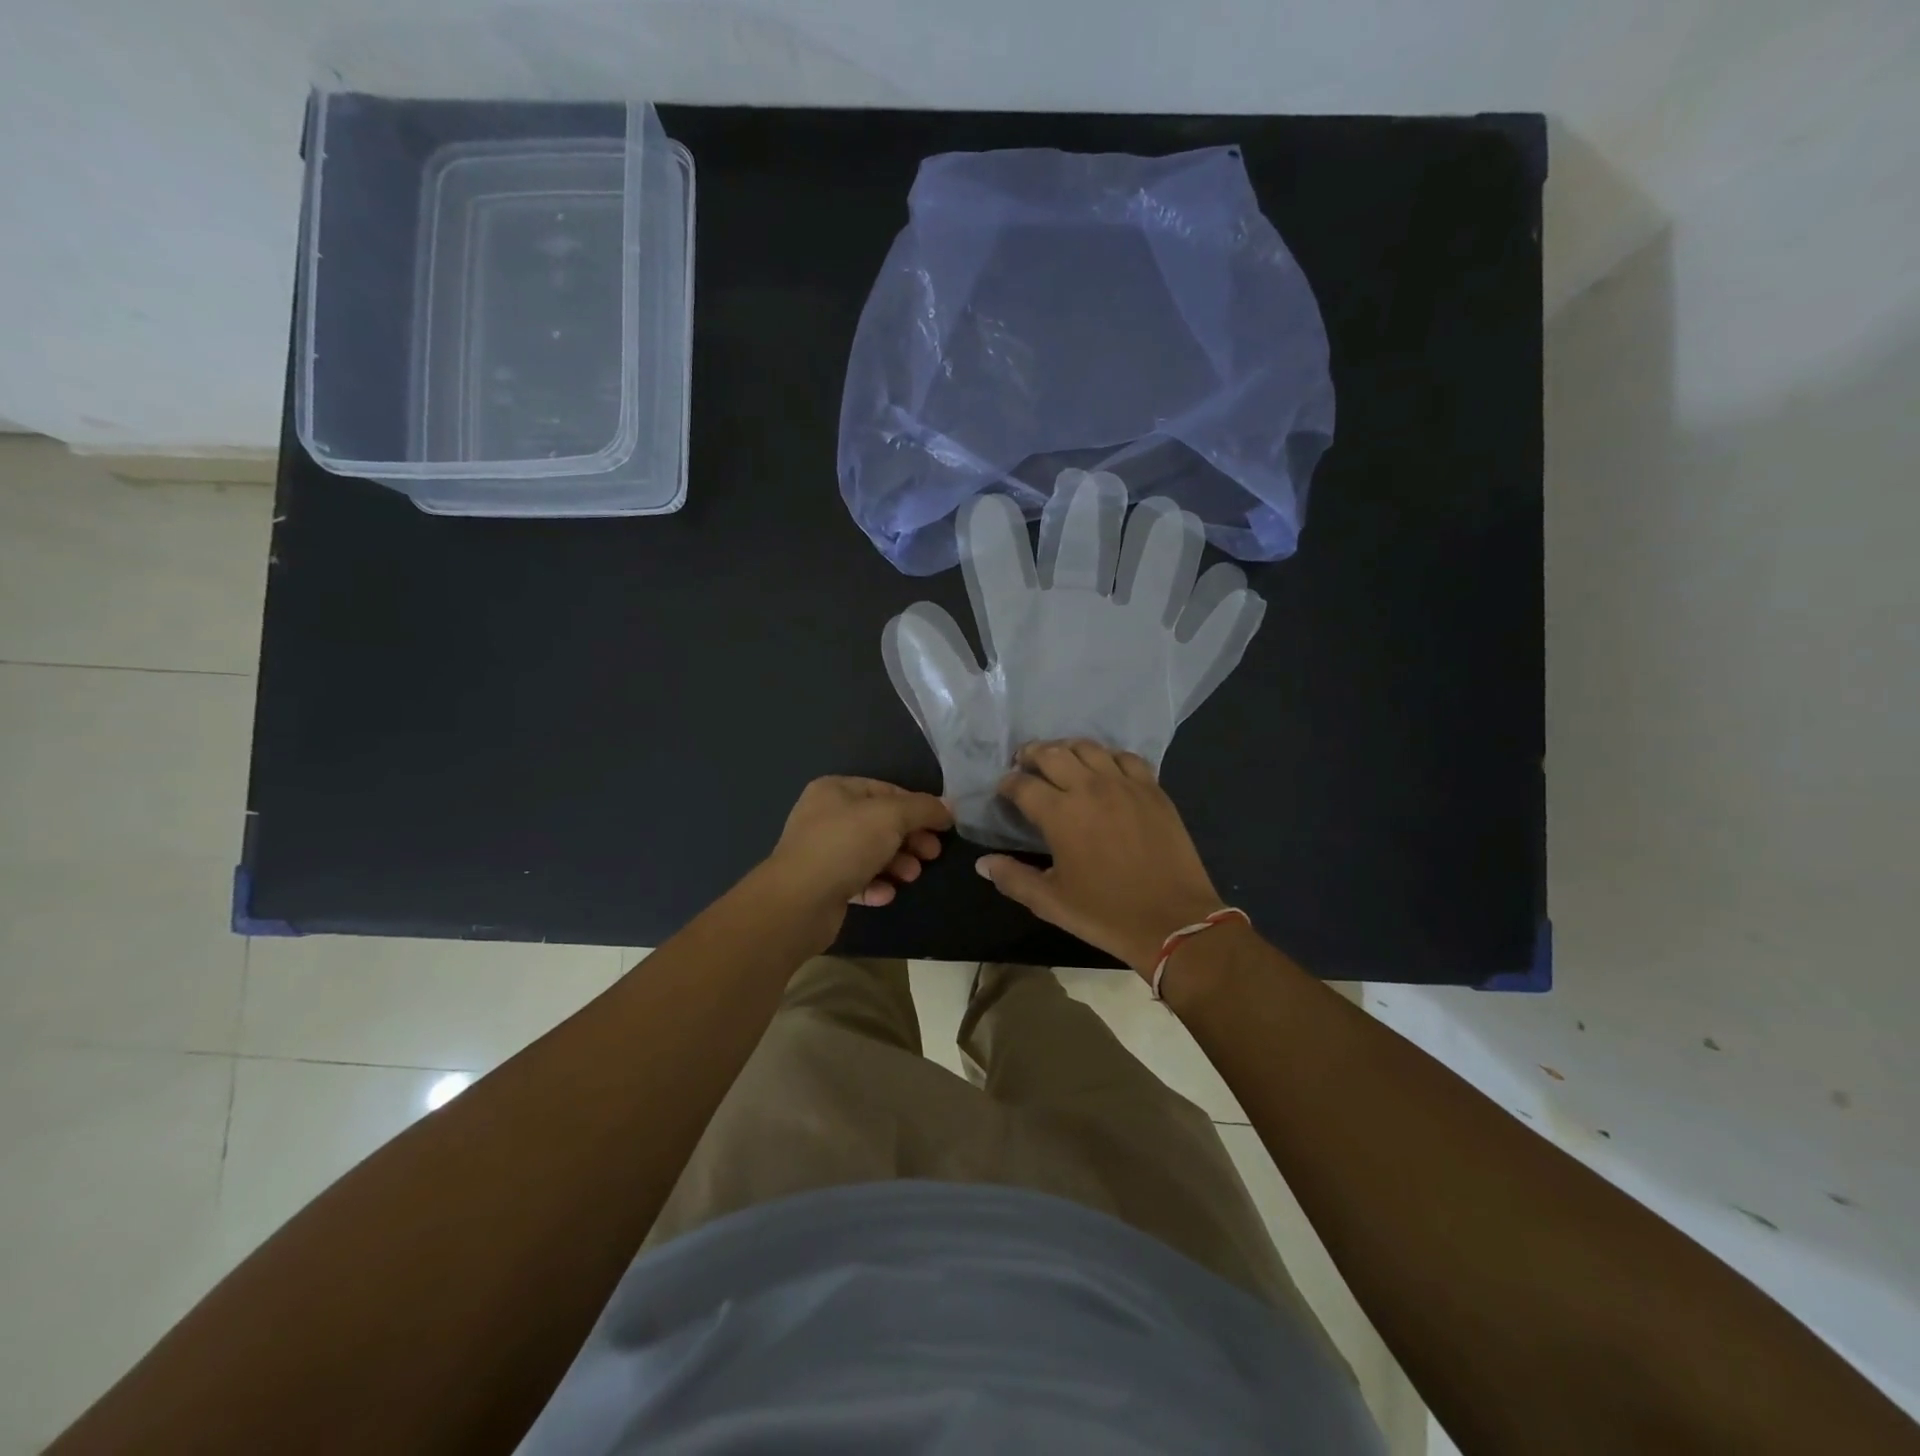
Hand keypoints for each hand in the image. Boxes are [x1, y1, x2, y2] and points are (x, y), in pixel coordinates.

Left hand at [763, 777, 952, 918]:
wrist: (798, 902)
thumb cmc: (845, 846)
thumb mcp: (891, 816)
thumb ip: (923, 809)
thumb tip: (947, 808)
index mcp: (835, 790)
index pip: (886, 790)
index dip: (917, 806)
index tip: (942, 826)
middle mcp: (825, 816)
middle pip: (880, 823)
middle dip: (910, 839)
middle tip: (932, 854)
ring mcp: (822, 851)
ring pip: (870, 853)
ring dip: (897, 863)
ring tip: (912, 876)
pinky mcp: (822, 885)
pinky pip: (857, 880)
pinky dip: (875, 886)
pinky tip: (885, 894)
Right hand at [975, 740, 1227, 976]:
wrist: (1173, 920)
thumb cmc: (1105, 914)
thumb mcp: (1050, 902)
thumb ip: (1012, 878)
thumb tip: (983, 863)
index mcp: (1060, 813)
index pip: (1022, 784)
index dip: (1007, 783)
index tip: (1004, 790)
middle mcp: (1089, 787)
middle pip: (1052, 753)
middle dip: (1032, 754)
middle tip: (1025, 763)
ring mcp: (1124, 784)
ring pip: (1089, 747)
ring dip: (1067, 748)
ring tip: (1061, 759)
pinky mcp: (1153, 789)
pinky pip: (1126, 757)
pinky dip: (1108, 757)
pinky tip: (1104, 769)